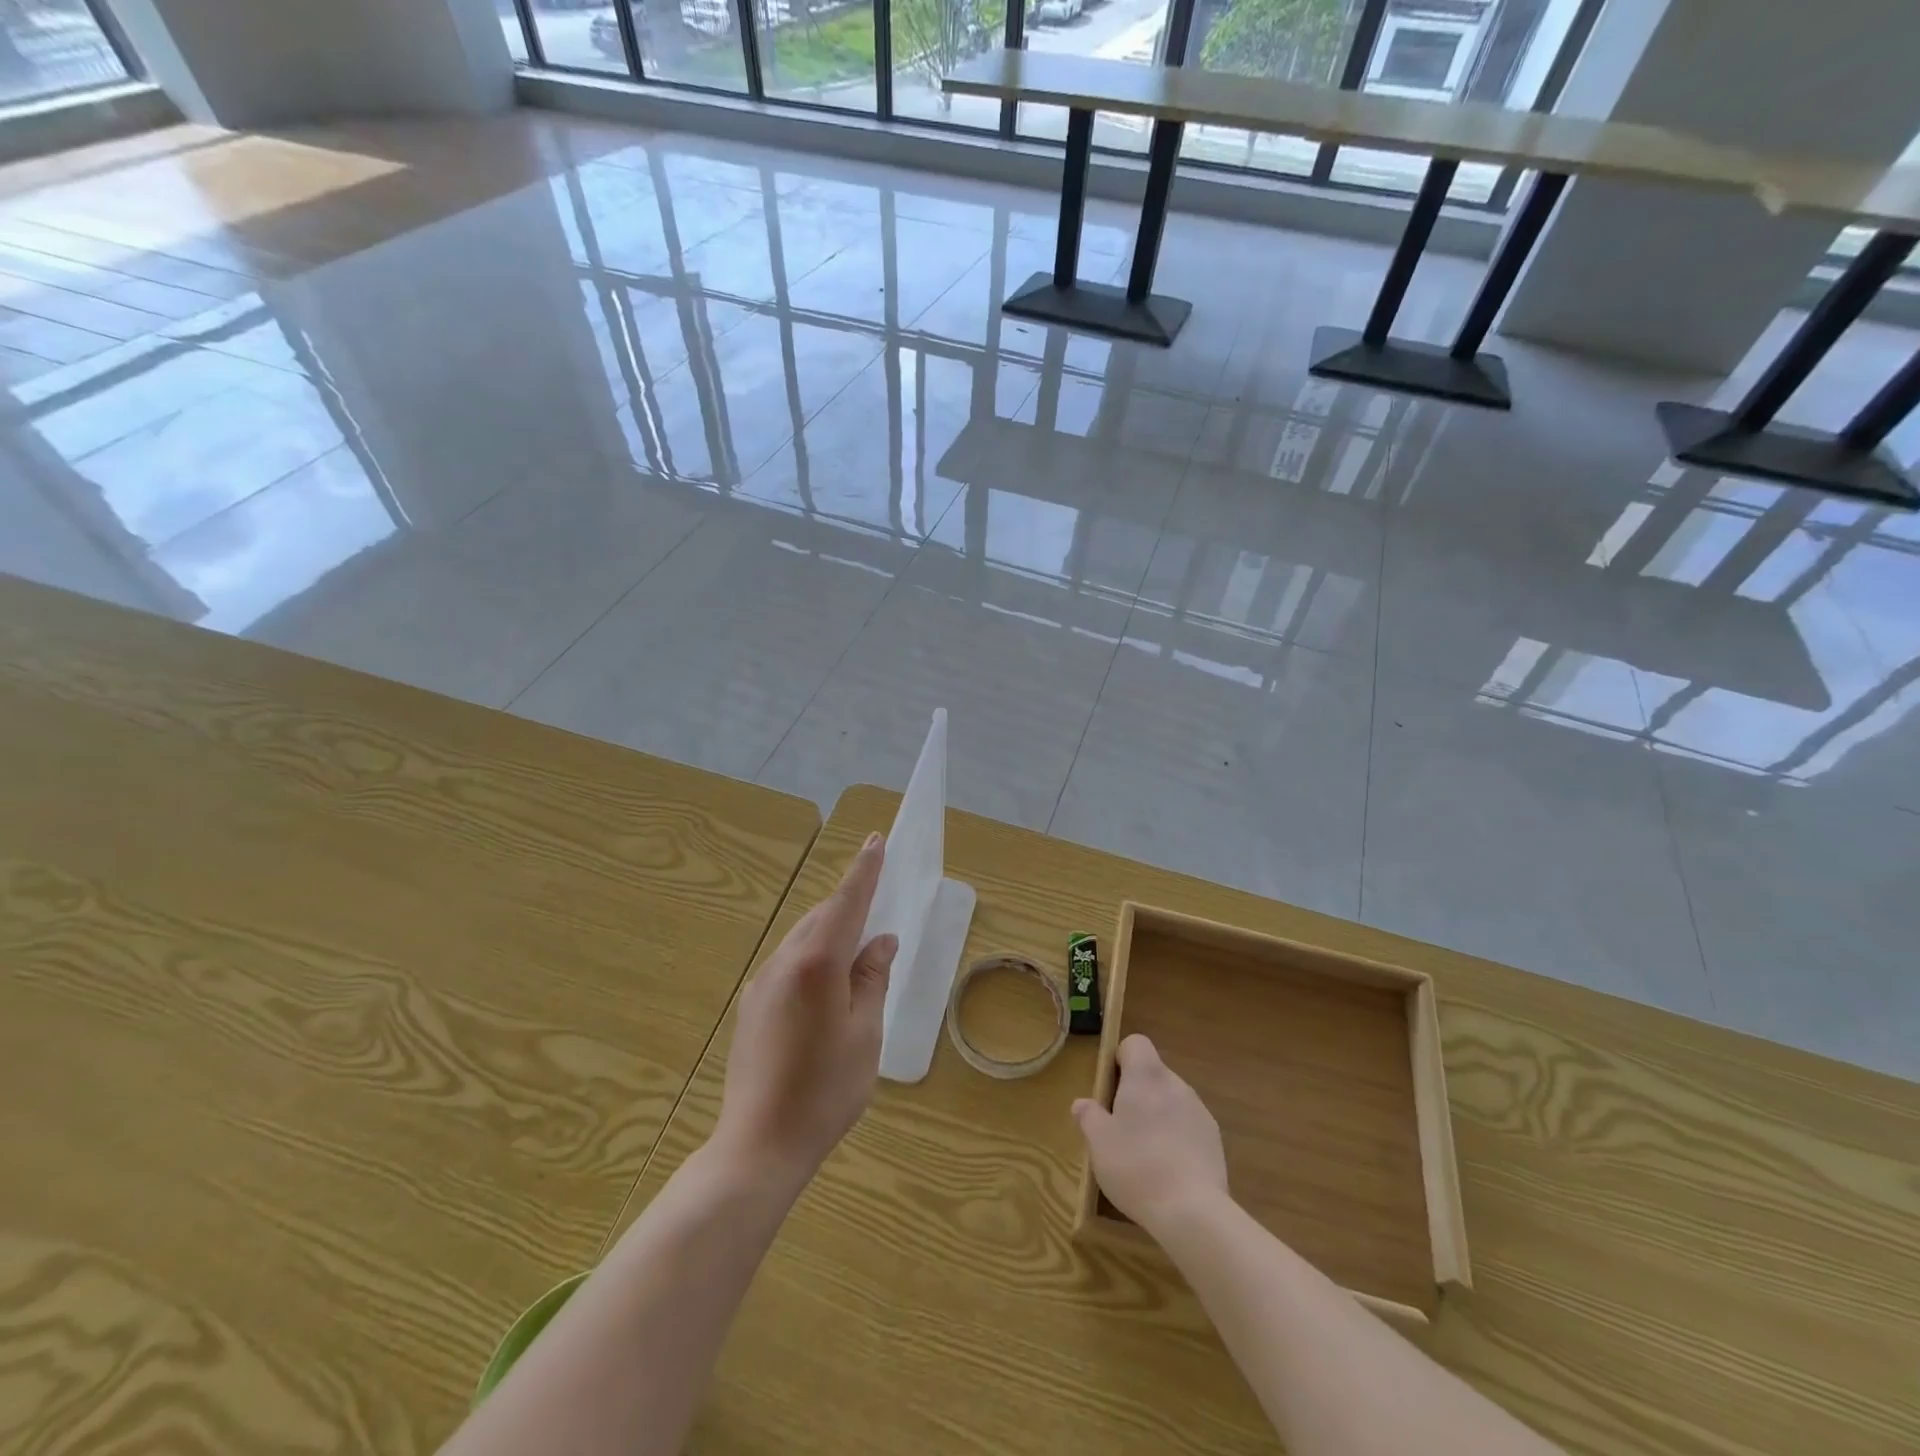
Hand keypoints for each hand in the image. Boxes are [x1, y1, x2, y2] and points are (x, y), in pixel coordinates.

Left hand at [712, 832, 896, 1193]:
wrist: (759, 1145)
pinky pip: (788, 964)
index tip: (875, 841)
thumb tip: (881, 940)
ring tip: (858, 948)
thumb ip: (872, 978)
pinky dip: (813, 957)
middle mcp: (782, 963)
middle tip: (878, 902)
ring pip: (802, 940)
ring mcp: (761, 984)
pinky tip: (827, 984)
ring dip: (830, 932)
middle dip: (849, 903)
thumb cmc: (825, 1090)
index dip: (864, 871)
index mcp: (816, 964)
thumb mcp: (865, 1032)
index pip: (845, 903)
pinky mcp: (751, 1006)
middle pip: (821, 917)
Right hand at [1073, 1034, 1227, 1233]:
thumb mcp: (1099, 1143)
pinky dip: (1177, 1137)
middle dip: (1137, 1093)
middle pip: (1153, 1074)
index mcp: (1146, 1076)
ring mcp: (1199, 1110)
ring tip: (1145, 1153)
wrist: (1193, 1211)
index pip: (1136, 1043)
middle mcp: (1175, 1084)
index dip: (1121, 1058)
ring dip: (1158, 1115)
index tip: (1111, 1087)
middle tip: (1121, 1126)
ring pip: (1171, 1100)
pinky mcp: (1214, 1139)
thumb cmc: (1136, 1166)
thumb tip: (1082, 1103)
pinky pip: (1188, 1125)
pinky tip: (1168, 1169)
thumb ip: (1089, 1117)